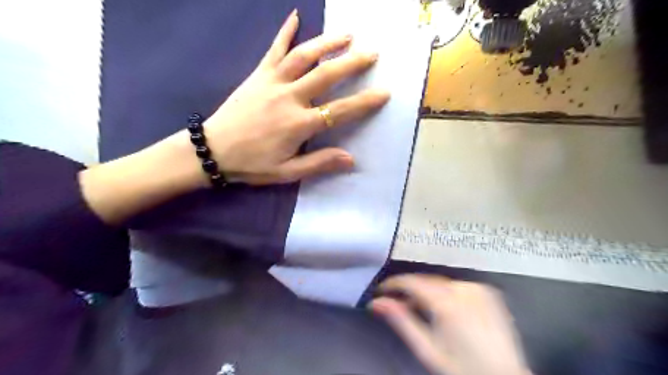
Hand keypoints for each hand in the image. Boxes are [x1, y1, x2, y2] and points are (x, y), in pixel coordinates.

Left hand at [79, 10, 389, 223]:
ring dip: (327, 42)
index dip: (364, 101)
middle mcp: (289, 97)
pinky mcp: (257, 75)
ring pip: (304, 56)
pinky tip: (296, 16)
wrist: (213, 151)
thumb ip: (319, 163)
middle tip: (372, 53)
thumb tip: (351, 159)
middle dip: (352, 63)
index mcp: (299, 124)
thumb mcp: (287, 172)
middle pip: (326, 75)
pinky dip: (285, 31)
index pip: (340, 111)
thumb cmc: (252, 164)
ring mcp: (272, 82)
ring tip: (347, 35)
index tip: (384, 92)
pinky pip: (274, 49)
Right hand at [368, 274, 529, 374]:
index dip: (393, 284)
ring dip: (427, 292)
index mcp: (447, 302)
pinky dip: (445, 292)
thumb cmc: (462, 368)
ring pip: (440, 283)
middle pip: (426, 281)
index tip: (381, 290)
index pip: (411, 281)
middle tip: (398, 304)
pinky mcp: (487, 292)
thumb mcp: (426, 348)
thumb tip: (377, 302)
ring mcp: (478, 288)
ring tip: (420, 309)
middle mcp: (463, 289)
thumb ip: (401, 321)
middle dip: (409, 290)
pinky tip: (443, 308)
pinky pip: (457, 285)